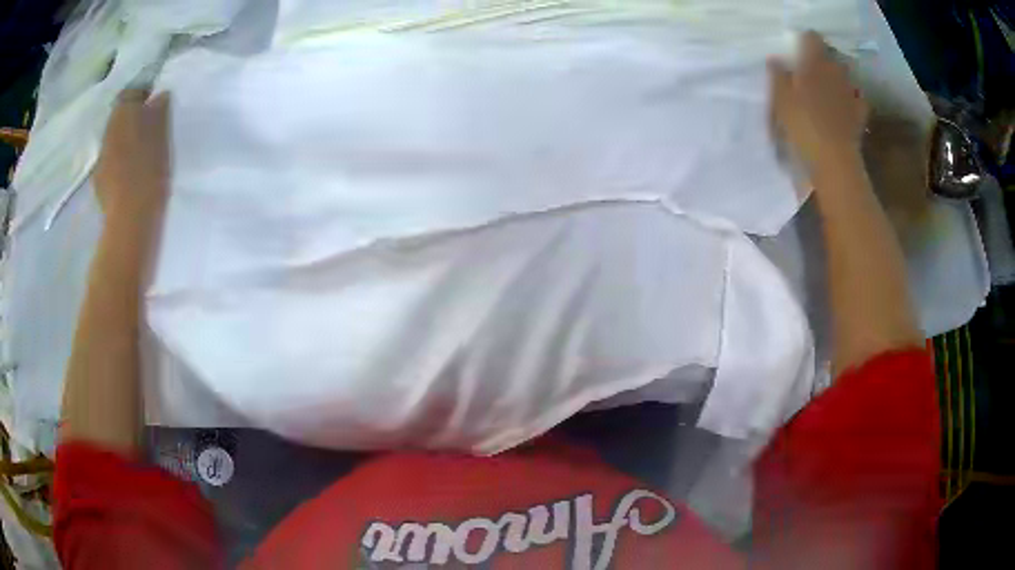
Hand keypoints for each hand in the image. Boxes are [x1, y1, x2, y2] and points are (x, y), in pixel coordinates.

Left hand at [93, 90, 170, 227]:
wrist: (131, 218)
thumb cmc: (149, 168)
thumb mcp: (162, 132)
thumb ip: (160, 109)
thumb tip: (159, 95)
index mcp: (123, 111)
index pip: (131, 91)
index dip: (143, 94)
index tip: (155, 102)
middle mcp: (108, 129)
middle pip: (120, 116)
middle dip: (132, 118)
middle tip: (149, 126)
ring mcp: (101, 157)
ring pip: (114, 139)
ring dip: (125, 140)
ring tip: (140, 151)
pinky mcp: (99, 181)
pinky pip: (110, 162)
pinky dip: (119, 162)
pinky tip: (130, 173)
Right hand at [768, 32, 867, 175]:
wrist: (834, 163)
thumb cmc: (803, 126)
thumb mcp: (780, 100)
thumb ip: (778, 75)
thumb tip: (777, 61)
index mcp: (815, 63)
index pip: (811, 38)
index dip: (804, 43)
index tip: (797, 53)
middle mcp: (836, 72)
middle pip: (830, 57)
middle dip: (822, 63)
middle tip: (810, 75)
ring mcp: (851, 94)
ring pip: (844, 78)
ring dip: (837, 81)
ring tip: (827, 93)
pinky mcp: (860, 115)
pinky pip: (857, 100)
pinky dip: (851, 101)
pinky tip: (844, 109)